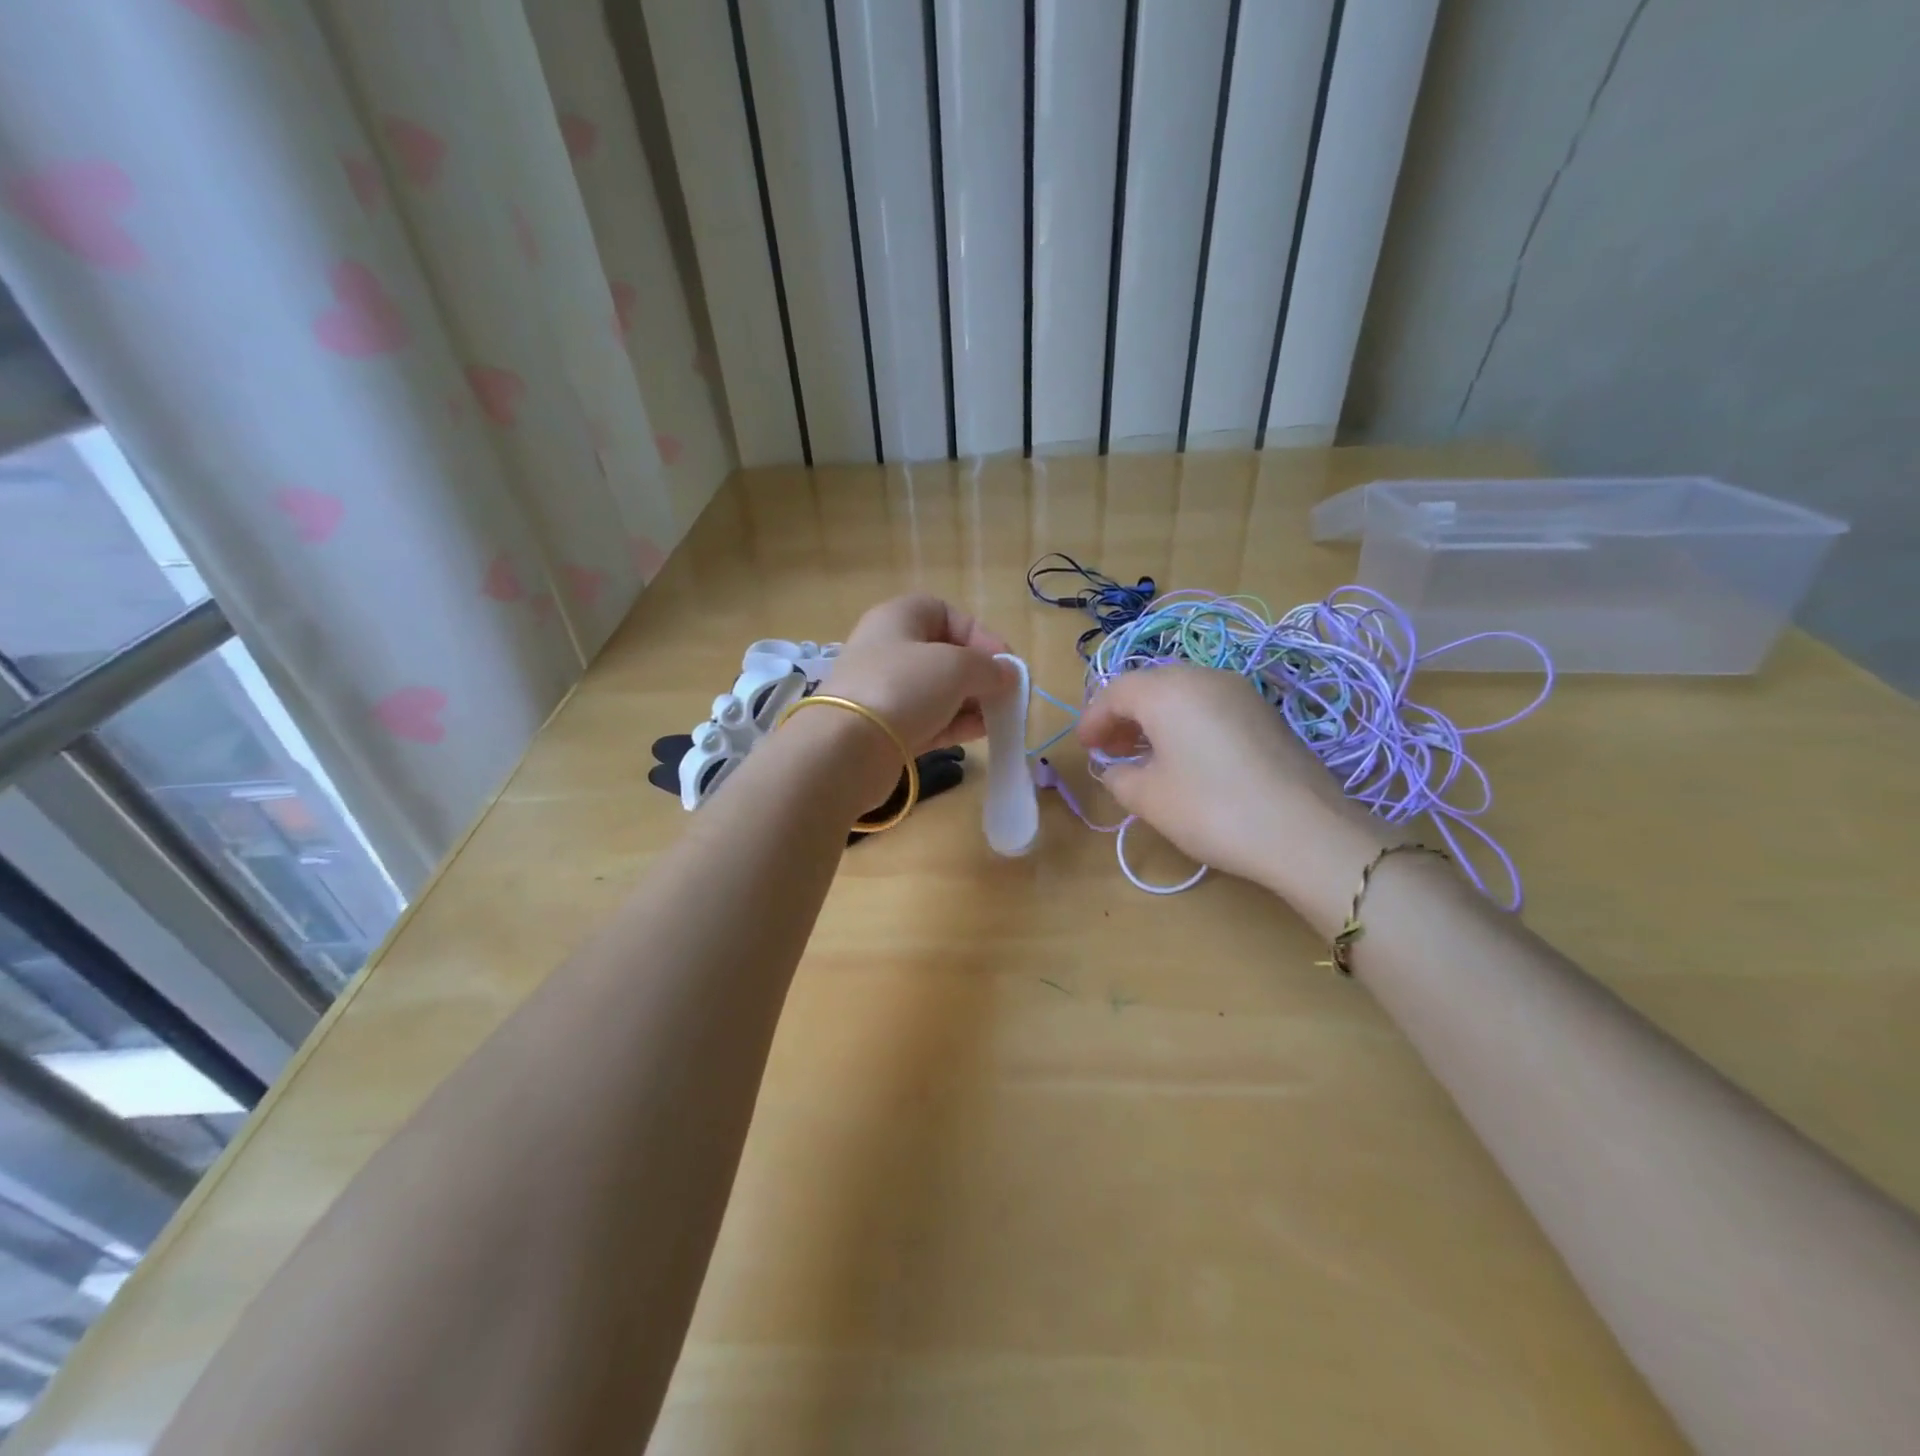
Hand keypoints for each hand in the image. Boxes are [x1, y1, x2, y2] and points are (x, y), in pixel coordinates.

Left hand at [821, 595, 1012, 753]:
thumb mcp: (956, 666)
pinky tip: (981, 733)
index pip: (946, 614)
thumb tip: (1008, 675)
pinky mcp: (885, 729)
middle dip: (978, 673)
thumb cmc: (903, 687)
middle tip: (1004, 694)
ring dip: (970, 702)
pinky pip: (929, 719)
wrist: (847, 748)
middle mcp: (888, 649)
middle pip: (944, 654)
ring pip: (937, 690)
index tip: (1005, 663)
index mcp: (898, 618)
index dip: (981, 634)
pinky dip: (955, 724)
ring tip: (997, 717)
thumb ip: (989, 667)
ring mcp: (884, 691)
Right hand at [1076, 666, 1392, 932]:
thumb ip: (1119, 777)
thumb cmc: (1212, 810)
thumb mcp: (1149, 799)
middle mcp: (1202, 677)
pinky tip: (1185, 758)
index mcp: (1167, 691)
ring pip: (1182, 694)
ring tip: (1144, 756)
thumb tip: (1117, 769)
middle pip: (1150, 686)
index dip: (1093, 718)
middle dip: (1123, 716)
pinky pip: (1209, 706)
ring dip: (1155, 719)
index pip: (1116, 692)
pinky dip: (1185, 723)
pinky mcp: (1264, 713)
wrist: (1306, 832)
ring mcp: (1240, 692)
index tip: (1084, 748)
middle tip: (1110, 750)